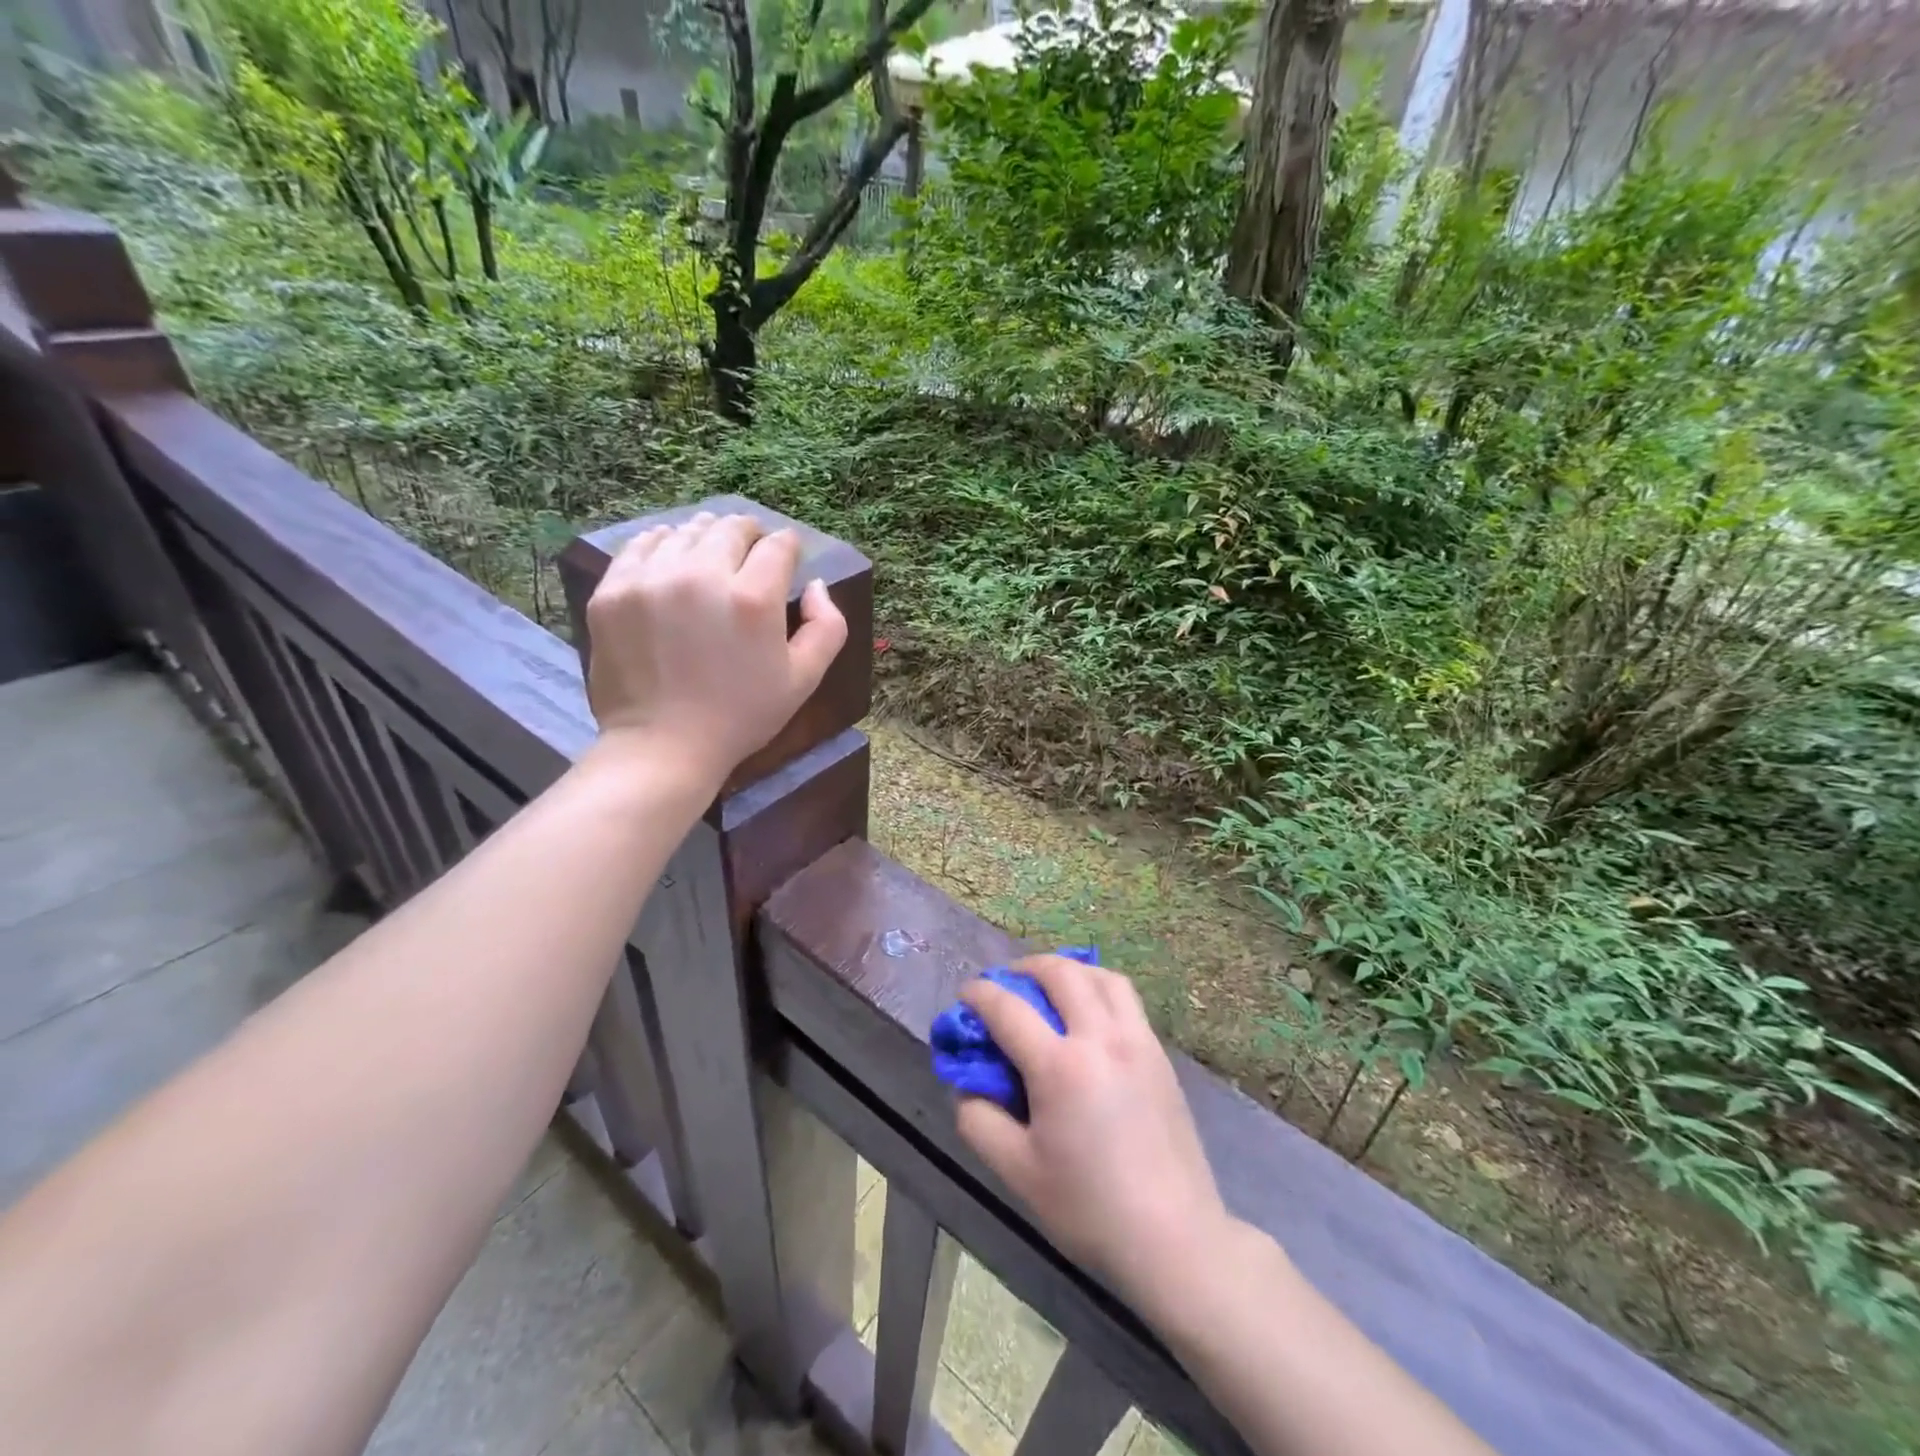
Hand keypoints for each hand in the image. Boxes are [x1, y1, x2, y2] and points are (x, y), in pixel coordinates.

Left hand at [583, 512, 846, 784]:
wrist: (662, 746)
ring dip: (705, 538)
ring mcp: (651, 579)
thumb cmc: (741, 716)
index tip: (785, 558)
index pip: (778, 545)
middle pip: (730, 528)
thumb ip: (827, 626)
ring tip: (709, 558)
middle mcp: (702, 576)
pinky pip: (642, 545)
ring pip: (686, 531)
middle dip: (748, 535)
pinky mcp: (614, 590)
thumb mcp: (804, 680)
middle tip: (749, 553)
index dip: (788, 547)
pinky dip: (662, 545)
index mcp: (754, 598)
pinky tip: (670, 561)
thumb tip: (815, 584)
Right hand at [954, 954, 1233, 1313]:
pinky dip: (1099, 987)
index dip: (980, 994)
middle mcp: (1100, 1038)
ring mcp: (1137, 1041)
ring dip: (1068, 970)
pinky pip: (1126, 998)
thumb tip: (968, 1082)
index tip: (966, 994)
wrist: (1174, 1238)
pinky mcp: (1159, 1054)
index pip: (1008, 1008)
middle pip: (1060, 973)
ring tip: (1050, 986)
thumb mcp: (1017, 1172)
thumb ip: (979, 1119)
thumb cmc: (1089, 1209)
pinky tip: (1089, 1013)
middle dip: (1025, 967)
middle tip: (1008, 982)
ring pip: (1100, 975)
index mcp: (1060, 1067)